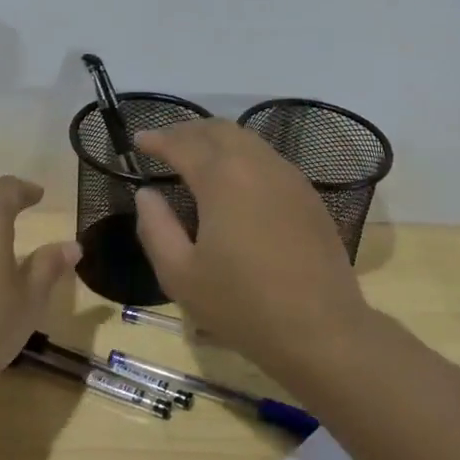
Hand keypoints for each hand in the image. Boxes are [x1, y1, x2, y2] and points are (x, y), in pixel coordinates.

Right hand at [132, 119, 368, 368]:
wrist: (321, 330)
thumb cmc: (242, 305)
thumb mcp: (180, 275)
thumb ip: (155, 227)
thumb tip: (147, 194)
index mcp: (222, 178)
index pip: (182, 144)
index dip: (157, 139)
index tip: (138, 140)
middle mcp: (258, 164)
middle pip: (218, 129)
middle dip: (187, 131)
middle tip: (164, 143)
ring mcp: (289, 177)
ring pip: (247, 140)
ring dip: (216, 140)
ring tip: (195, 156)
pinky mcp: (308, 195)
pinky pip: (268, 158)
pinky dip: (242, 156)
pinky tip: (234, 180)